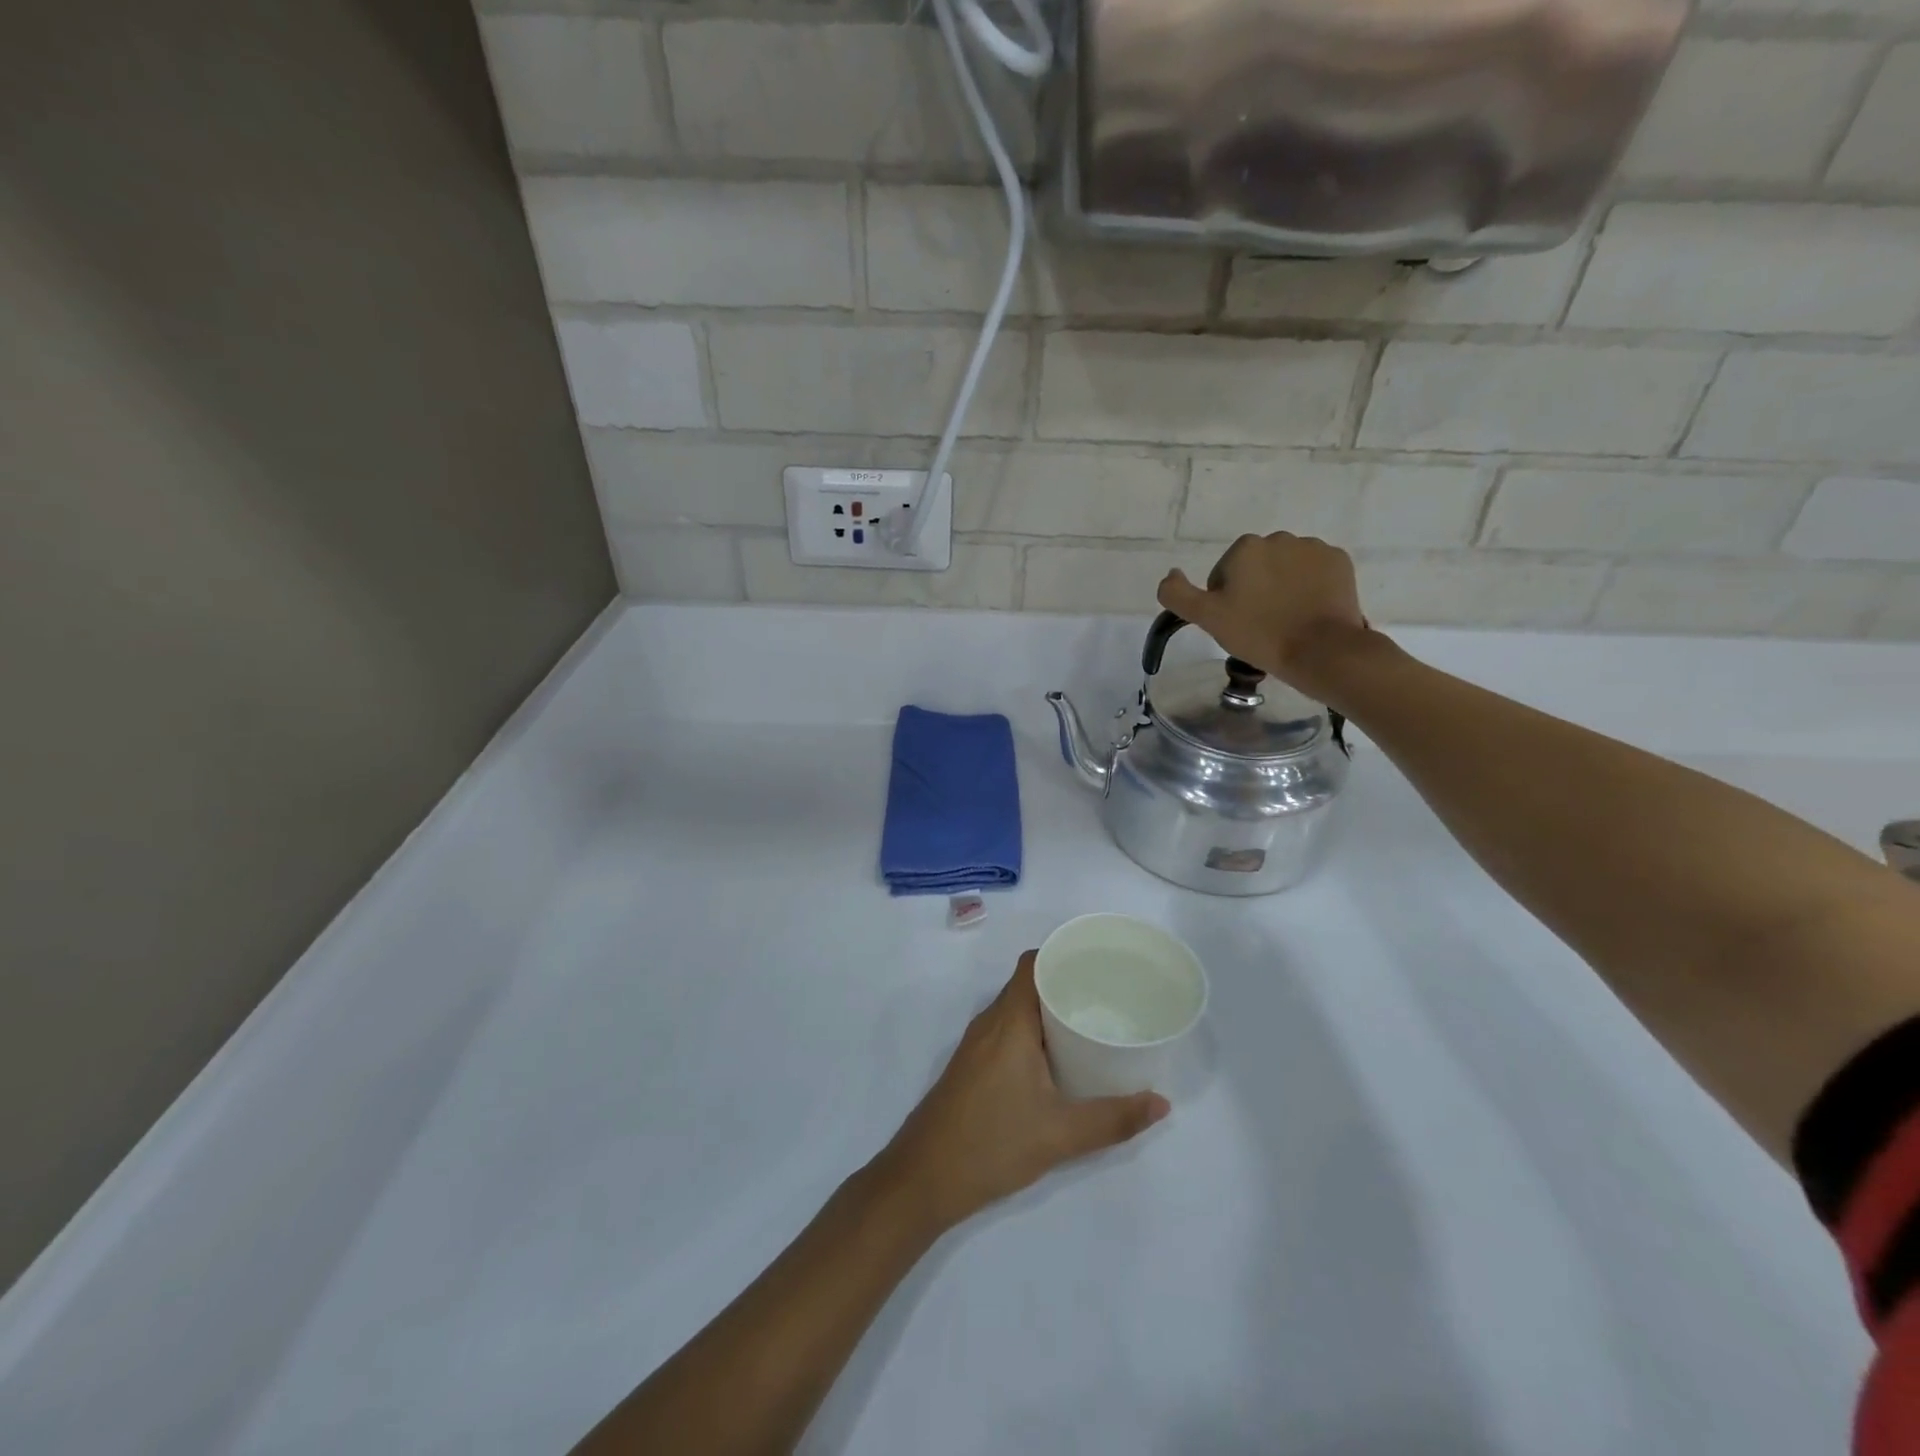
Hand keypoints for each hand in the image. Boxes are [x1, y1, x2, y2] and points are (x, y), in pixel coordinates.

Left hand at [878, 953, 1168, 1231]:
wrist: (923, 1178)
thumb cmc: (991, 1143)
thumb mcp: (1060, 1134)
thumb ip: (1113, 1119)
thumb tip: (1162, 1103)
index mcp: (1009, 1021)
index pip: (1033, 964)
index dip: (1062, 954)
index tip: (1100, 963)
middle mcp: (990, 1023)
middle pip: (1028, 984)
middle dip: (1065, 983)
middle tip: (1108, 996)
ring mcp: (976, 1044)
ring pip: (1016, 1009)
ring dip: (1049, 1010)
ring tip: (1091, 1022)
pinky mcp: (972, 1066)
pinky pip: (1007, 1030)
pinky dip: (1033, 1031)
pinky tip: (1058, 1058)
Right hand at [1157, 533, 1371, 694]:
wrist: (1320, 650)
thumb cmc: (1258, 633)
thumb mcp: (1207, 618)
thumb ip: (1177, 594)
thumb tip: (1170, 574)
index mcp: (1245, 548)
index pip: (1224, 573)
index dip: (1225, 600)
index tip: (1236, 622)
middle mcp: (1279, 538)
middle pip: (1256, 567)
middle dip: (1255, 589)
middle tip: (1260, 623)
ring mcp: (1313, 548)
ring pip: (1286, 567)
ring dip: (1282, 586)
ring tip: (1286, 619)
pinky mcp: (1339, 561)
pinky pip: (1315, 571)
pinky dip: (1310, 587)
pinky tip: (1308, 611)